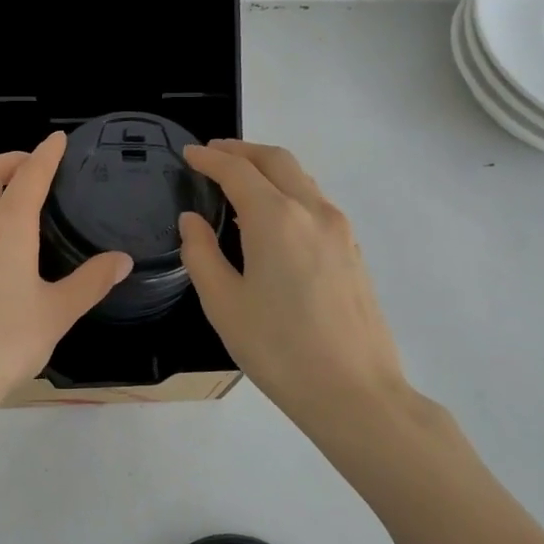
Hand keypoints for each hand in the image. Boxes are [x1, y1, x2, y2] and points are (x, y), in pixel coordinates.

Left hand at [0, 133, 132, 434]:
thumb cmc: (3, 344)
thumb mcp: (57, 314)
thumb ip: (91, 282)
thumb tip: (122, 260)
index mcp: (6, 227)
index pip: (30, 174)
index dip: (46, 153)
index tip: (57, 139)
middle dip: (11, 160)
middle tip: (33, 169)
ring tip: (7, 206)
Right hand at [179, 140, 417, 436]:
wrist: (355, 392)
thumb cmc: (279, 349)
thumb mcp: (223, 304)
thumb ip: (201, 254)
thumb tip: (192, 221)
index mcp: (276, 219)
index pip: (237, 171)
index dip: (209, 159)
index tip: (188, 153)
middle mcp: (313, 211)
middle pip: (277, 160)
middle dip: (242, 150)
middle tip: (213, 154)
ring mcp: (340, 230)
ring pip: (301, 178)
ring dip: (268, 169)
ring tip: (240, 180)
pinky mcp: (353, 250)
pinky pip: (315, 202)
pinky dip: (288, 191)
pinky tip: (272, 216)